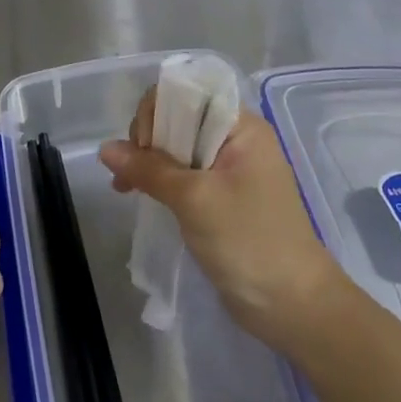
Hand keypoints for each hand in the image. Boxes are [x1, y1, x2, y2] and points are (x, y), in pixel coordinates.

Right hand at [99, 89, 340, 350]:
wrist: (295, 308)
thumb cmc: (249, 242)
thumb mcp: (195, 200)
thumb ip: (149, 169)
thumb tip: (105, 149)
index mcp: (241, 127)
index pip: (188, 93)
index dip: (158, 112)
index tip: (144, 147)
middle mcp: (237, 140)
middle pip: (179, 118)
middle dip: (148, 139)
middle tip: (131, 174)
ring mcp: (230, 170)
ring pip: (178, 148)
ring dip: (149, 162)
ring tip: (125, 187)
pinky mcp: (222, 197)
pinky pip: (184, 175)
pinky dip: (160, 181)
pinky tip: (138, 194)